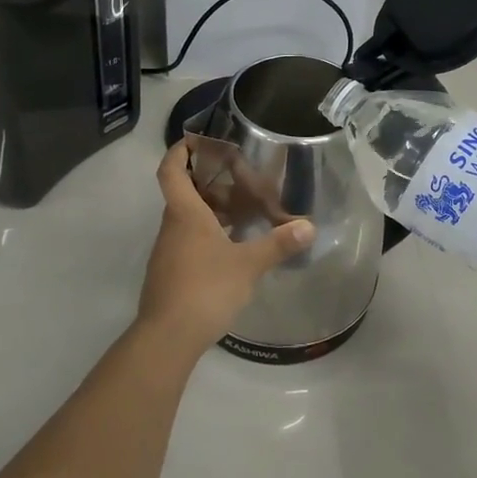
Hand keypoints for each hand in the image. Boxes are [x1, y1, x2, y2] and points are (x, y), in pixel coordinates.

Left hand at [138, 142, 314, 352]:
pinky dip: (209, 235)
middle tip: (241, 182)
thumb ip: (278, 243)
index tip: (194, 140)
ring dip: (212, 211)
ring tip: (244, 214)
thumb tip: (309, 226)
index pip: (172, 171)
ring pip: (188, 219)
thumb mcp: (248, 265)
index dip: (179, 151)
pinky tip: (233, 248)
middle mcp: (172, 227)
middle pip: (185, 194)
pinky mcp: (170, 273)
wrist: (168, 338)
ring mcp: (168, 252)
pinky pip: (189, 241)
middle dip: (211, 184)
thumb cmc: (205, 289)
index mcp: (185, 214)